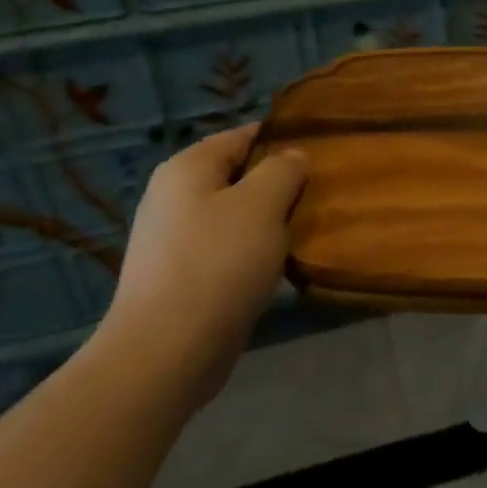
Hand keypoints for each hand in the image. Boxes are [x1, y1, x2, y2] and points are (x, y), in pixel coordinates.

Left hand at [103, 124, 306, 393]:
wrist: (166, 351)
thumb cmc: (218, 263)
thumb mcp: (262, 204)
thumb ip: (282, 170)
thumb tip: (292, 156)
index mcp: (187, 168)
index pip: (242, 136)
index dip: (281, 140)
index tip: (320, 154)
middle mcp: (173, 196)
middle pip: (237, 176)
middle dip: (277, 185)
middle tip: (318, 197)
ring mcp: (172, 239)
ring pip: (234, 216)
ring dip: (267, 223)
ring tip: (303, 232)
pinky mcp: (179, 277)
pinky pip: (224, 250)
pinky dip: (251, 254)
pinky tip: (275, 268)